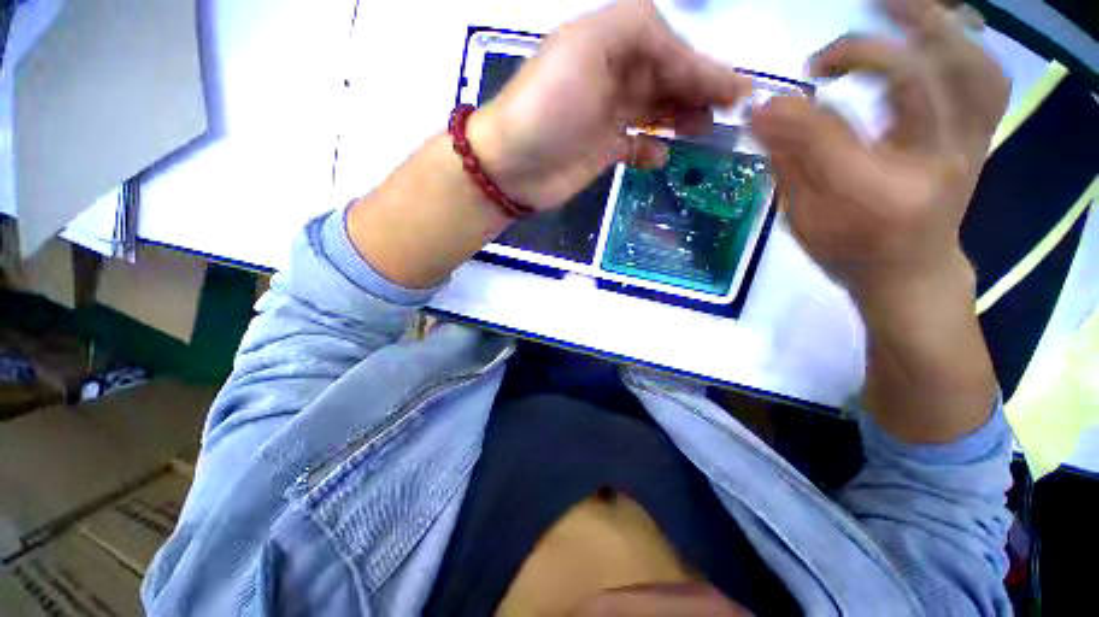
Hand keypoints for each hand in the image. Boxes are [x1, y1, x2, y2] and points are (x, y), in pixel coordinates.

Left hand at [469, 0, 749, 210]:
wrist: (512, 166)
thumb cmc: (548, 106)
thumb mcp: (588, 47)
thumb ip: (637, 32)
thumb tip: (678, 57)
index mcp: (609, 44)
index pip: (667, 47)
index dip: (702, 66)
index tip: (735, 88)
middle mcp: (611, 77)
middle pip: (665, 79)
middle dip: (698, 91)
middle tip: (731, 112)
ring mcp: (606, 117)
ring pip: (655, 112)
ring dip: (681, 119)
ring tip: (704, 132)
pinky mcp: (602, 151)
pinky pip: (636, 147)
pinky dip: (650, 151)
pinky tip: (659, 157)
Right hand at [751, 0, 1009, 298]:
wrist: (911, 274)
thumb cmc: (848, 251)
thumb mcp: (803, 217)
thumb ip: (786, 162)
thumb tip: (763, 112)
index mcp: (872, 197)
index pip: (828, 137)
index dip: (791, 113)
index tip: (763, 107)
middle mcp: (930, 164)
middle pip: (915, 81)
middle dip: (866, 52)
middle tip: (824, 54)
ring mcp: (966, 147)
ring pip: (966, 67)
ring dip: (929, 29)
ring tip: (890, 12)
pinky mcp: (979, 138)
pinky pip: (987, 78)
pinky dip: (964, 45)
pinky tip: (932, 37)